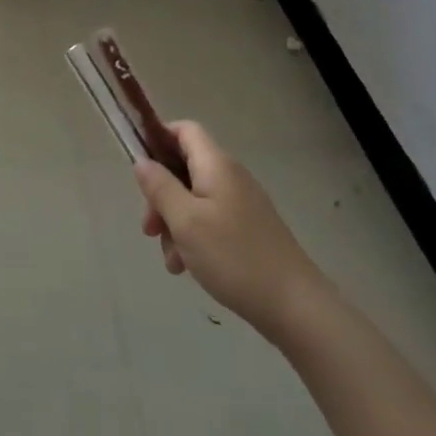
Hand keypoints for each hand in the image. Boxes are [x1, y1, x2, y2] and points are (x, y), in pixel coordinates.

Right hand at [135, 121, 326, 341]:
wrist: (295, 306)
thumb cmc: (234, 257)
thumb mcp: (186, 221)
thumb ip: (160, 187)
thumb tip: (142, 160)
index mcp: (216, 165)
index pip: (185, 130)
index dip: (158, 138)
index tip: (139, 167)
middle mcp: (230, 177)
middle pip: (184, 168)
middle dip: (161, 195)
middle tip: (149, 229)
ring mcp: (241, 204)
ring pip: (194, 200)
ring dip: (175, 223)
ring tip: (172, 260)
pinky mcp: (248, 229)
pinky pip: (210, 221)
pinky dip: (193, 238)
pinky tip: (188, 268)